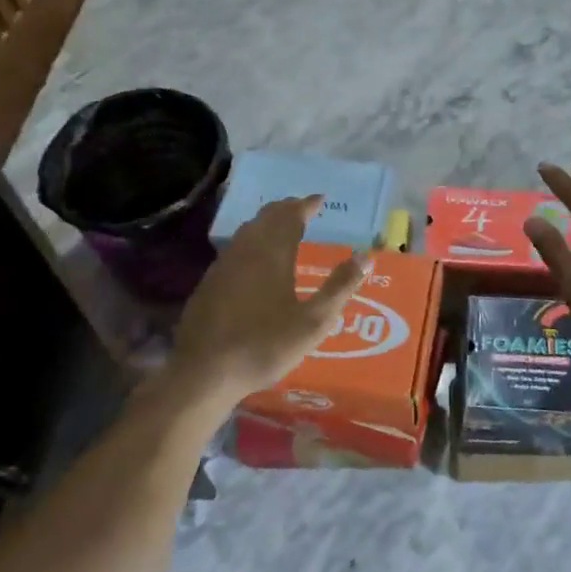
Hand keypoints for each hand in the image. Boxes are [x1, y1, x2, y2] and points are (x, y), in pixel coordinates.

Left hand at [172, 196, 367, 402]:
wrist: (204, 372)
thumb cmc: (264, 345)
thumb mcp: (313, 322)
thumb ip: (340, 287)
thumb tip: (366, 257)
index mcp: (273, 254)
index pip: (291, 216)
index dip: (306, 205)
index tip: (320, 199)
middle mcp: (247, 250)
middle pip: (267, 217)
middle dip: (287, 209)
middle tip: (303, 208)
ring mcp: (223, 265)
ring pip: (248, 230)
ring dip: (267, 222)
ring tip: (282, 226)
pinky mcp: (209, 282)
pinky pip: (235, 247)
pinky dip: (251, 240)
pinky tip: (253, 257)